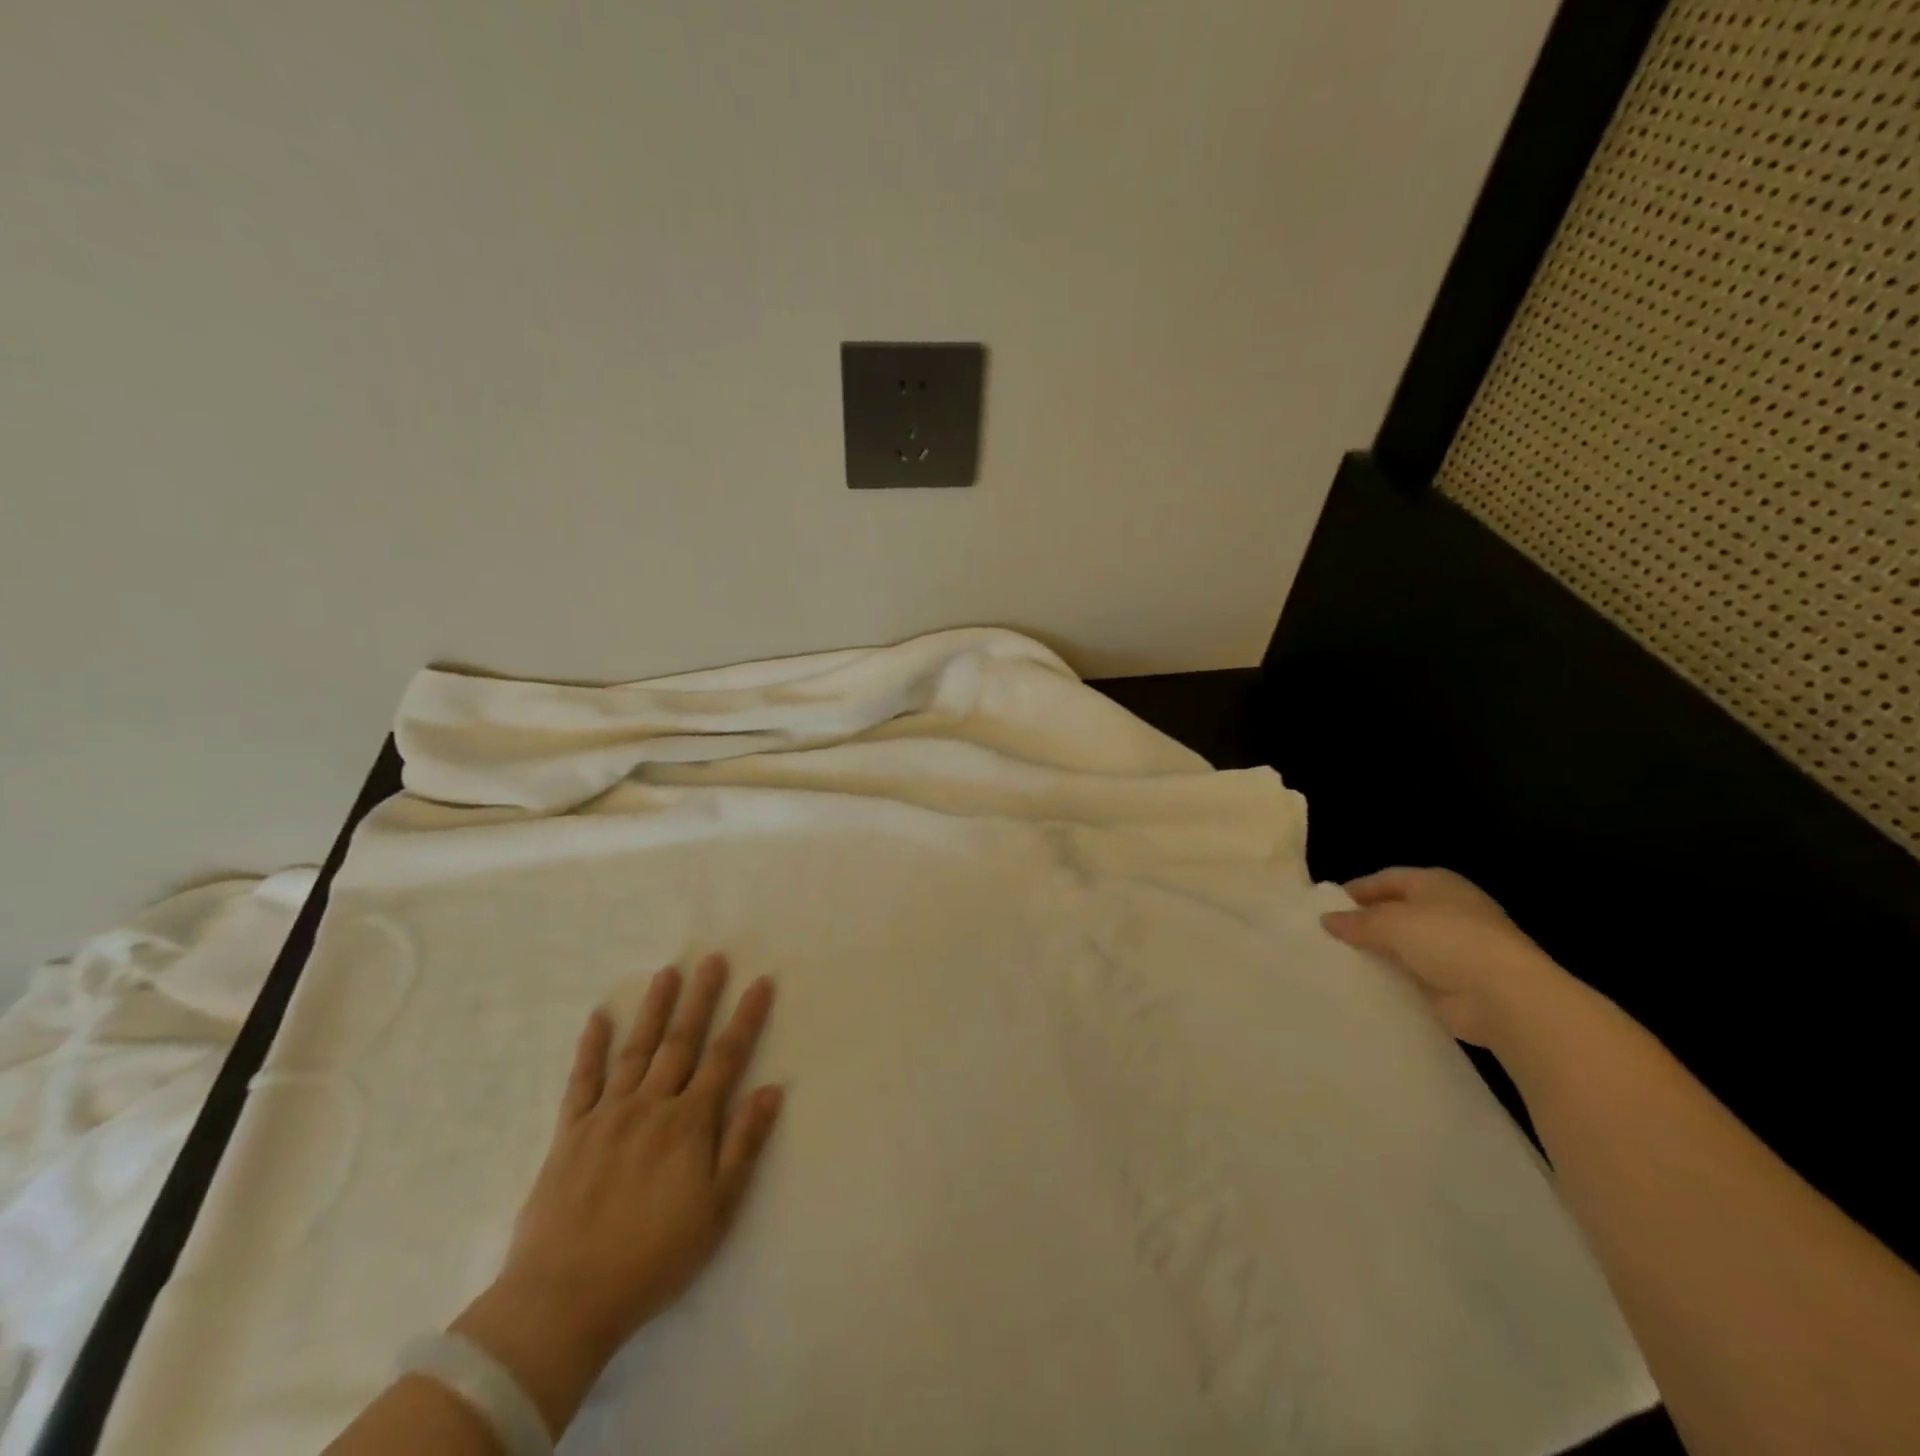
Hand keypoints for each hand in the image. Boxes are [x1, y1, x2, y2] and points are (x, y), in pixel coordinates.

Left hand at [452, 955, 782, 1429]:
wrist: (563, 1300)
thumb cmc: (652, 1258)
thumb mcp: (717, 1210)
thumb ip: (743, 1144)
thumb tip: (770, 1089)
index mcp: (689, 1124)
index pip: (725, 1057)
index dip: (746, 1018)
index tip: (760, 982)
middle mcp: (651, 1106)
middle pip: (681, 1041)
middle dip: (701, 998)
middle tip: (712, 958)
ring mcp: (607, 1115)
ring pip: (636, 1050)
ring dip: (654, 1009)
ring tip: (667, 972)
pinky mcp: (569, 1133)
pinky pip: (581, 1081)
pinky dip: (590, 1047)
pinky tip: (597, 1017)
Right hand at [1320, 867, 1573, 1051]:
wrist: (1506, 997)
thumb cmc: (1449, 940)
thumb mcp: (1392, 922)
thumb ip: (1357, 921)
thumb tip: (1326, 920)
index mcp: (1437, 884)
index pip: (1389, 878)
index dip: (1358, 889)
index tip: (1328, 905)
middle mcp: (1447, 911)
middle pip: (1396, 911)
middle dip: (1365, 921)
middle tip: (1329, 933)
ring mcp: (1454, 948)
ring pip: (1403, 945)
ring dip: (1377, 951)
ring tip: (1339, 959)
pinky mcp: (1454, 983)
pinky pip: (1412, 975)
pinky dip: (1391, 978)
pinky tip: (1365, 983)